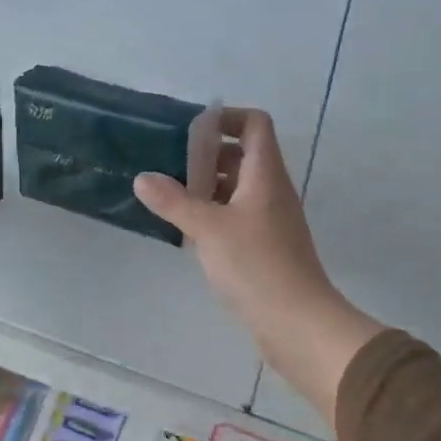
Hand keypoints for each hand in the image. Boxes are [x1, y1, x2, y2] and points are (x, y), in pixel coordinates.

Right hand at [133, 108, 384, 420]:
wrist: (298, 324)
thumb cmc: (256, 265)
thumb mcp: (208, 229)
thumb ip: (174, 201)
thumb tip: (142, 178)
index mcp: (265, 174)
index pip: (255, 123)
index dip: (226, 117)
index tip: (190, 129)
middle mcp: (271, 190)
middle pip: (242, 154)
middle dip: (205, 154)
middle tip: (168, 164)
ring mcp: (270, 220)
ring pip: (237, 187)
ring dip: (206, 185)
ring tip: (169, 196)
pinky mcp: (265, 246)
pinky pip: (236, 214)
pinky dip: (213, 213)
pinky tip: (186, 230)